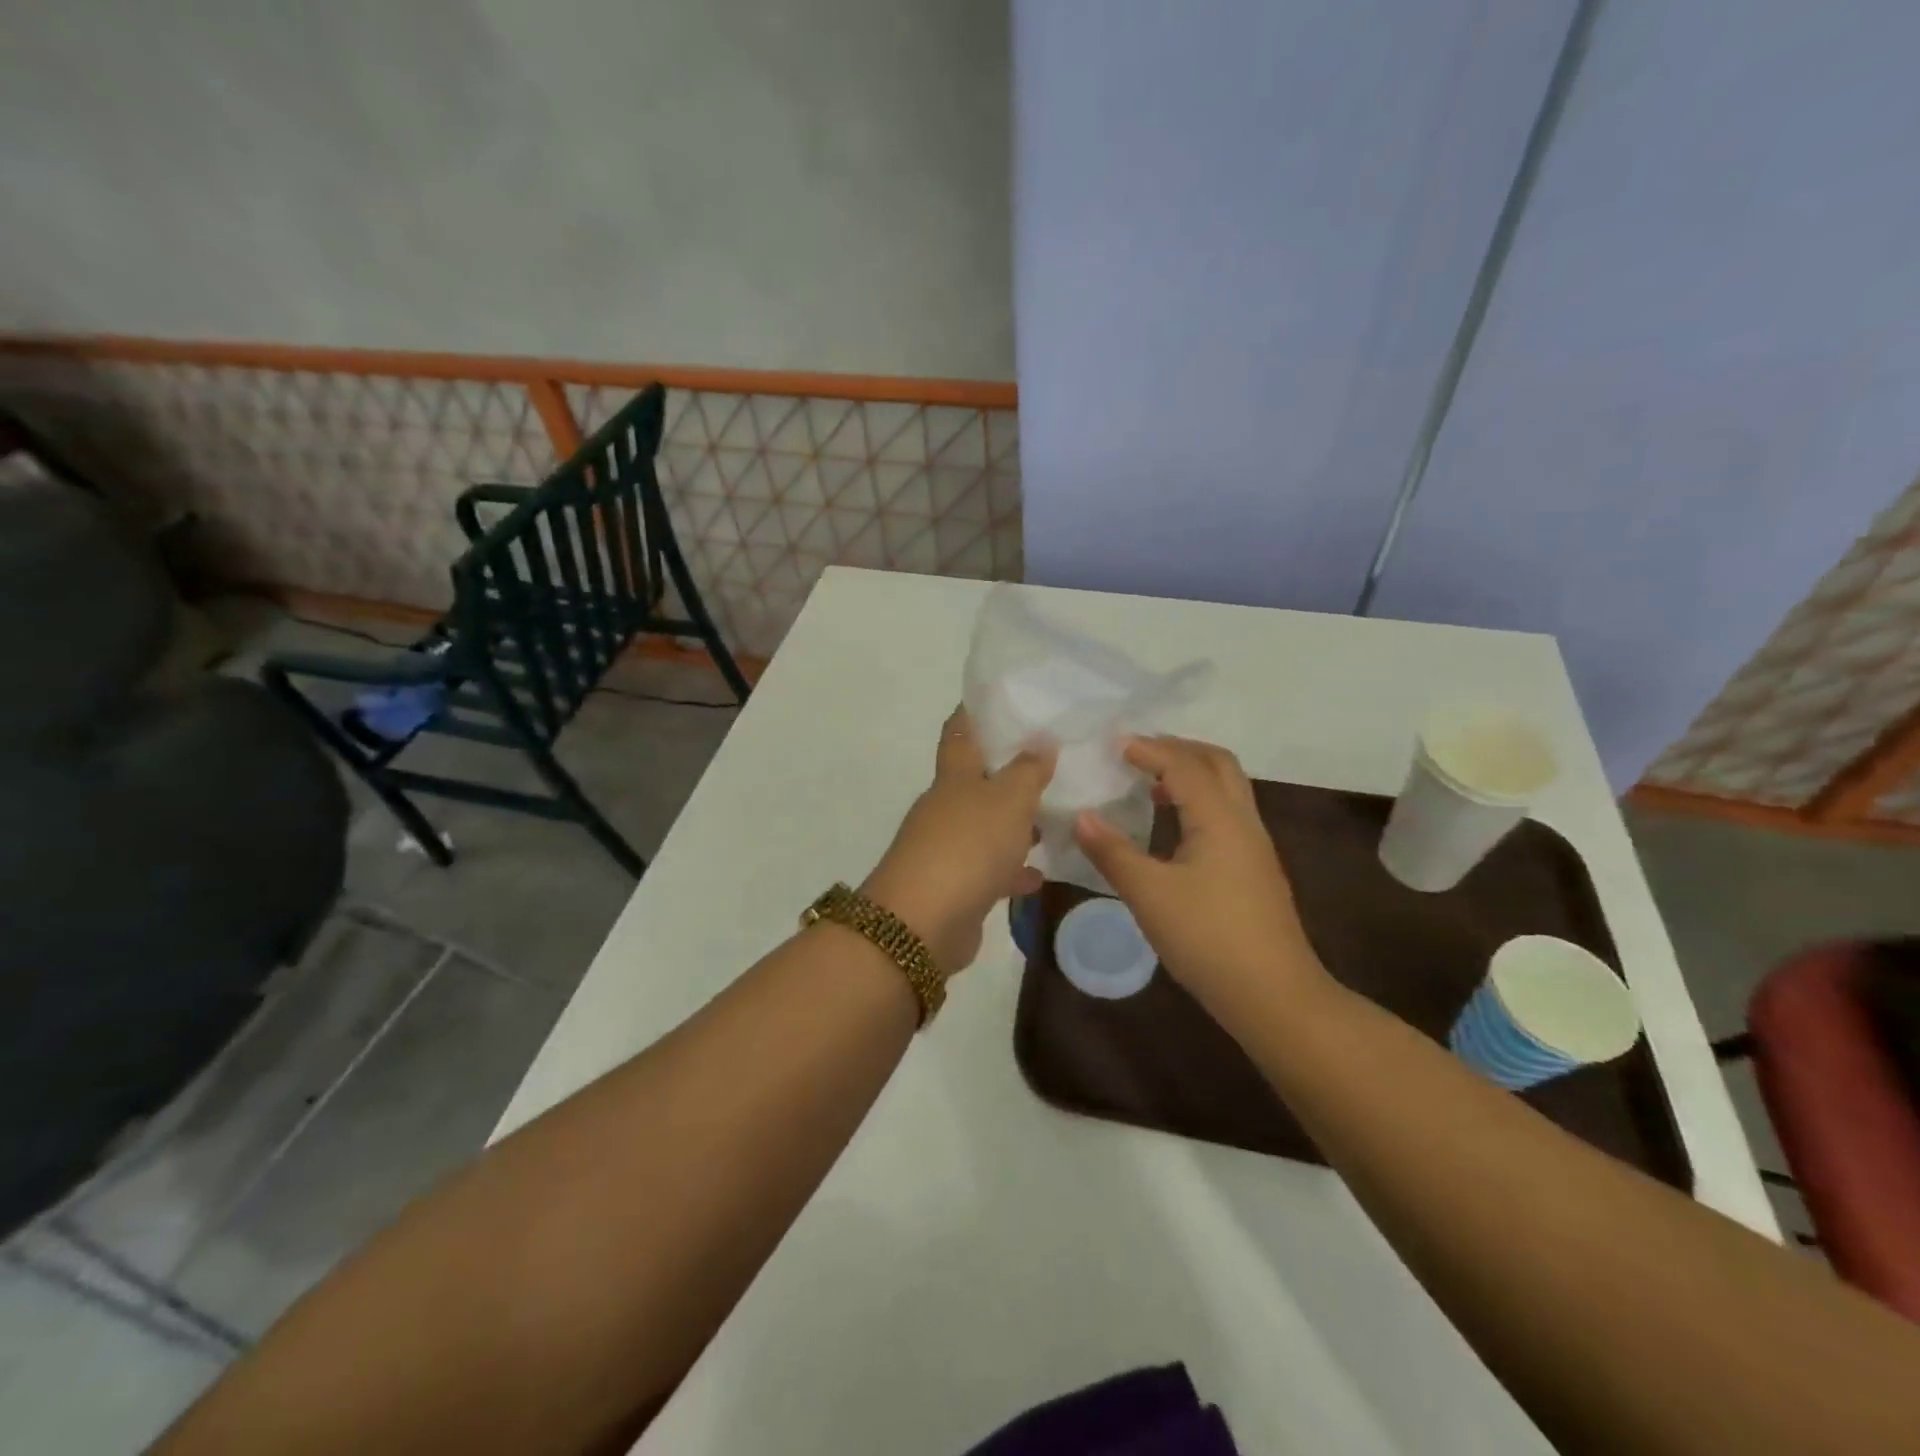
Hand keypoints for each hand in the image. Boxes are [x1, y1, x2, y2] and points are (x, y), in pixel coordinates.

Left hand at [863, 708, 1053, 970]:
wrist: (922, 923)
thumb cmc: (967, 845)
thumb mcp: (1008, 799)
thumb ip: (1028, 770)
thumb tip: (1041, 740)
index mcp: (954, 776)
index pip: (960, 732)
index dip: (975, 712)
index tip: (1001, 698)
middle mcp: (946, 807)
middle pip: (977, 780)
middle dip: (1008, 771)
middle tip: (1050, 761)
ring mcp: (947, 848)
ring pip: (986, 826)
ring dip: (1014, 824)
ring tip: (1054, 816)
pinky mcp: (955, 886)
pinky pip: (990, 870)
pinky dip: (1012, 870)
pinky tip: (1039, 874)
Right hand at [1072, 736, 1331, 1016]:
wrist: (1273, 995)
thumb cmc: (1207, 938)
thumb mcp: (1148, 894)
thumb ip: (1112, 852)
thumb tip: (1081, 816)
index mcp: (1219, 818)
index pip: (1183, 765)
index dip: (1149, 749)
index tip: (1113, 744)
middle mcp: (1243, 821)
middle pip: (1218, 763)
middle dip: (1178, 749)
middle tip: (1139, 753)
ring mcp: (1255, 846)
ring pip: (1228, 788)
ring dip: (1192, 774)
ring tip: (1151, 785)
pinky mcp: (1256, 869)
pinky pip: (1227, 813)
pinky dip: (1199, 801)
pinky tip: (1174, 828)